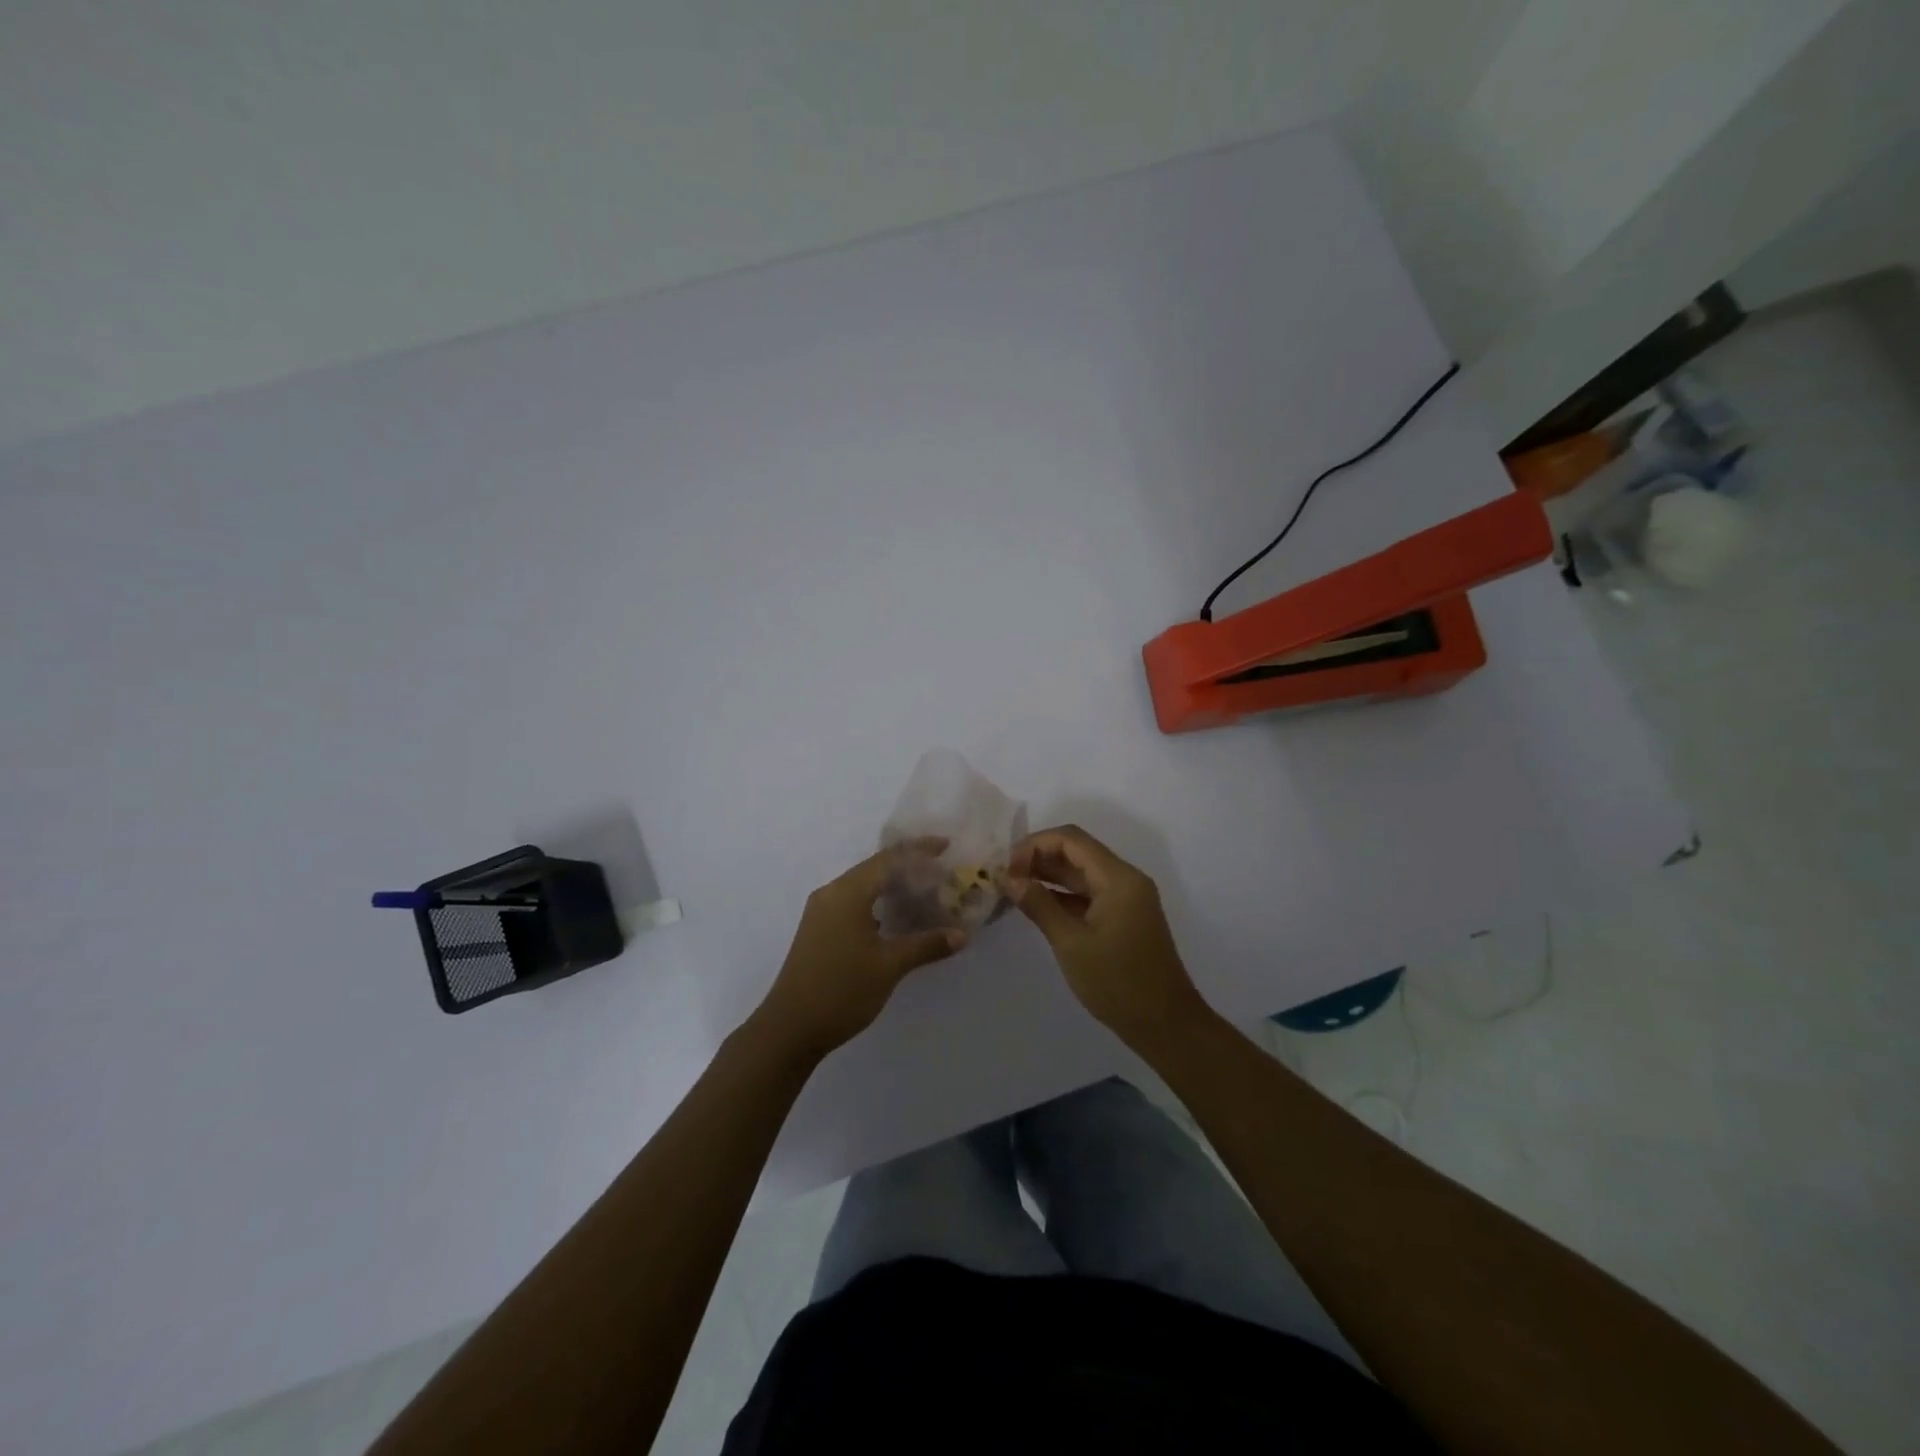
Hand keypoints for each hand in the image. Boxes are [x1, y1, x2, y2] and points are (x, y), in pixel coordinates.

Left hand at [756, 841, 964, 1061]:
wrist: (789, 1029)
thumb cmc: (841, 990)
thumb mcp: (889, 966)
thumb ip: (926, 945)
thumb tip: (960, 935)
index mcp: (847, 893)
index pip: (888, 859)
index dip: (919, 850)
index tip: (946, 846)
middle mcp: (831, 893)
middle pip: (875, 868)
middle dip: (908, 866)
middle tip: (941, 871)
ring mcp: (821, 912)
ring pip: (863, 886)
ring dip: (892, 886)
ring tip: (924, 892)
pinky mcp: (818, 930)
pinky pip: (853, 903)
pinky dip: (877, 902)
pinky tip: (896, 918)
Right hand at [1004, 825, 1209, 1048]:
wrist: (1166, 1025)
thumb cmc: (1118, 983)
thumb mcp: (1071, 943)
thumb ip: (1039, 905)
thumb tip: (1008, 878)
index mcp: (1118, 878)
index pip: (1071, 840)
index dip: (1034, 845)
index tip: (1006, 868)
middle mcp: (1124, 879)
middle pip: (1076, 851)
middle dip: (1038, 858)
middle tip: (1004, 877)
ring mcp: (1125, 898)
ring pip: (1081, 872)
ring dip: (1048, 875)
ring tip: (1012, 888)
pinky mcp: (1123, 917)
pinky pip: (1088, 893)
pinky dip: (1062, 895)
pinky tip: (1035, 904)